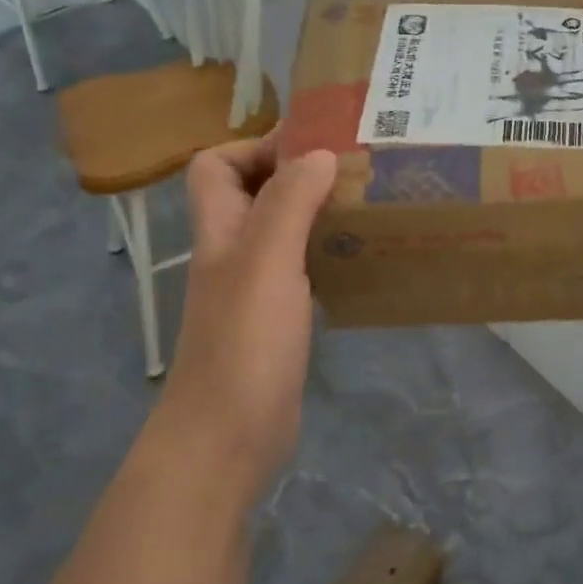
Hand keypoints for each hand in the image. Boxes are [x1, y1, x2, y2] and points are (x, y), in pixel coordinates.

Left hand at [153, 131, 336, 497]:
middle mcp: (233, 253)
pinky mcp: (278, 321)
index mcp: (221, 231)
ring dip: (316, 212)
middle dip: (297, 174)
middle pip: (253, 194)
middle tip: (353, 169)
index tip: (312, 146)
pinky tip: (360, 257)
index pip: (216, 165)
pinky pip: (301, 269)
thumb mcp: (266, 261)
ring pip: (282, 231)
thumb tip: (318, 152)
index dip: (255, 147)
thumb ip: (289, 202)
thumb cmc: (244, 343)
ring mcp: (255, 289)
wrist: (228, 438)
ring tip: (366, 204)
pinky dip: (326, 253)